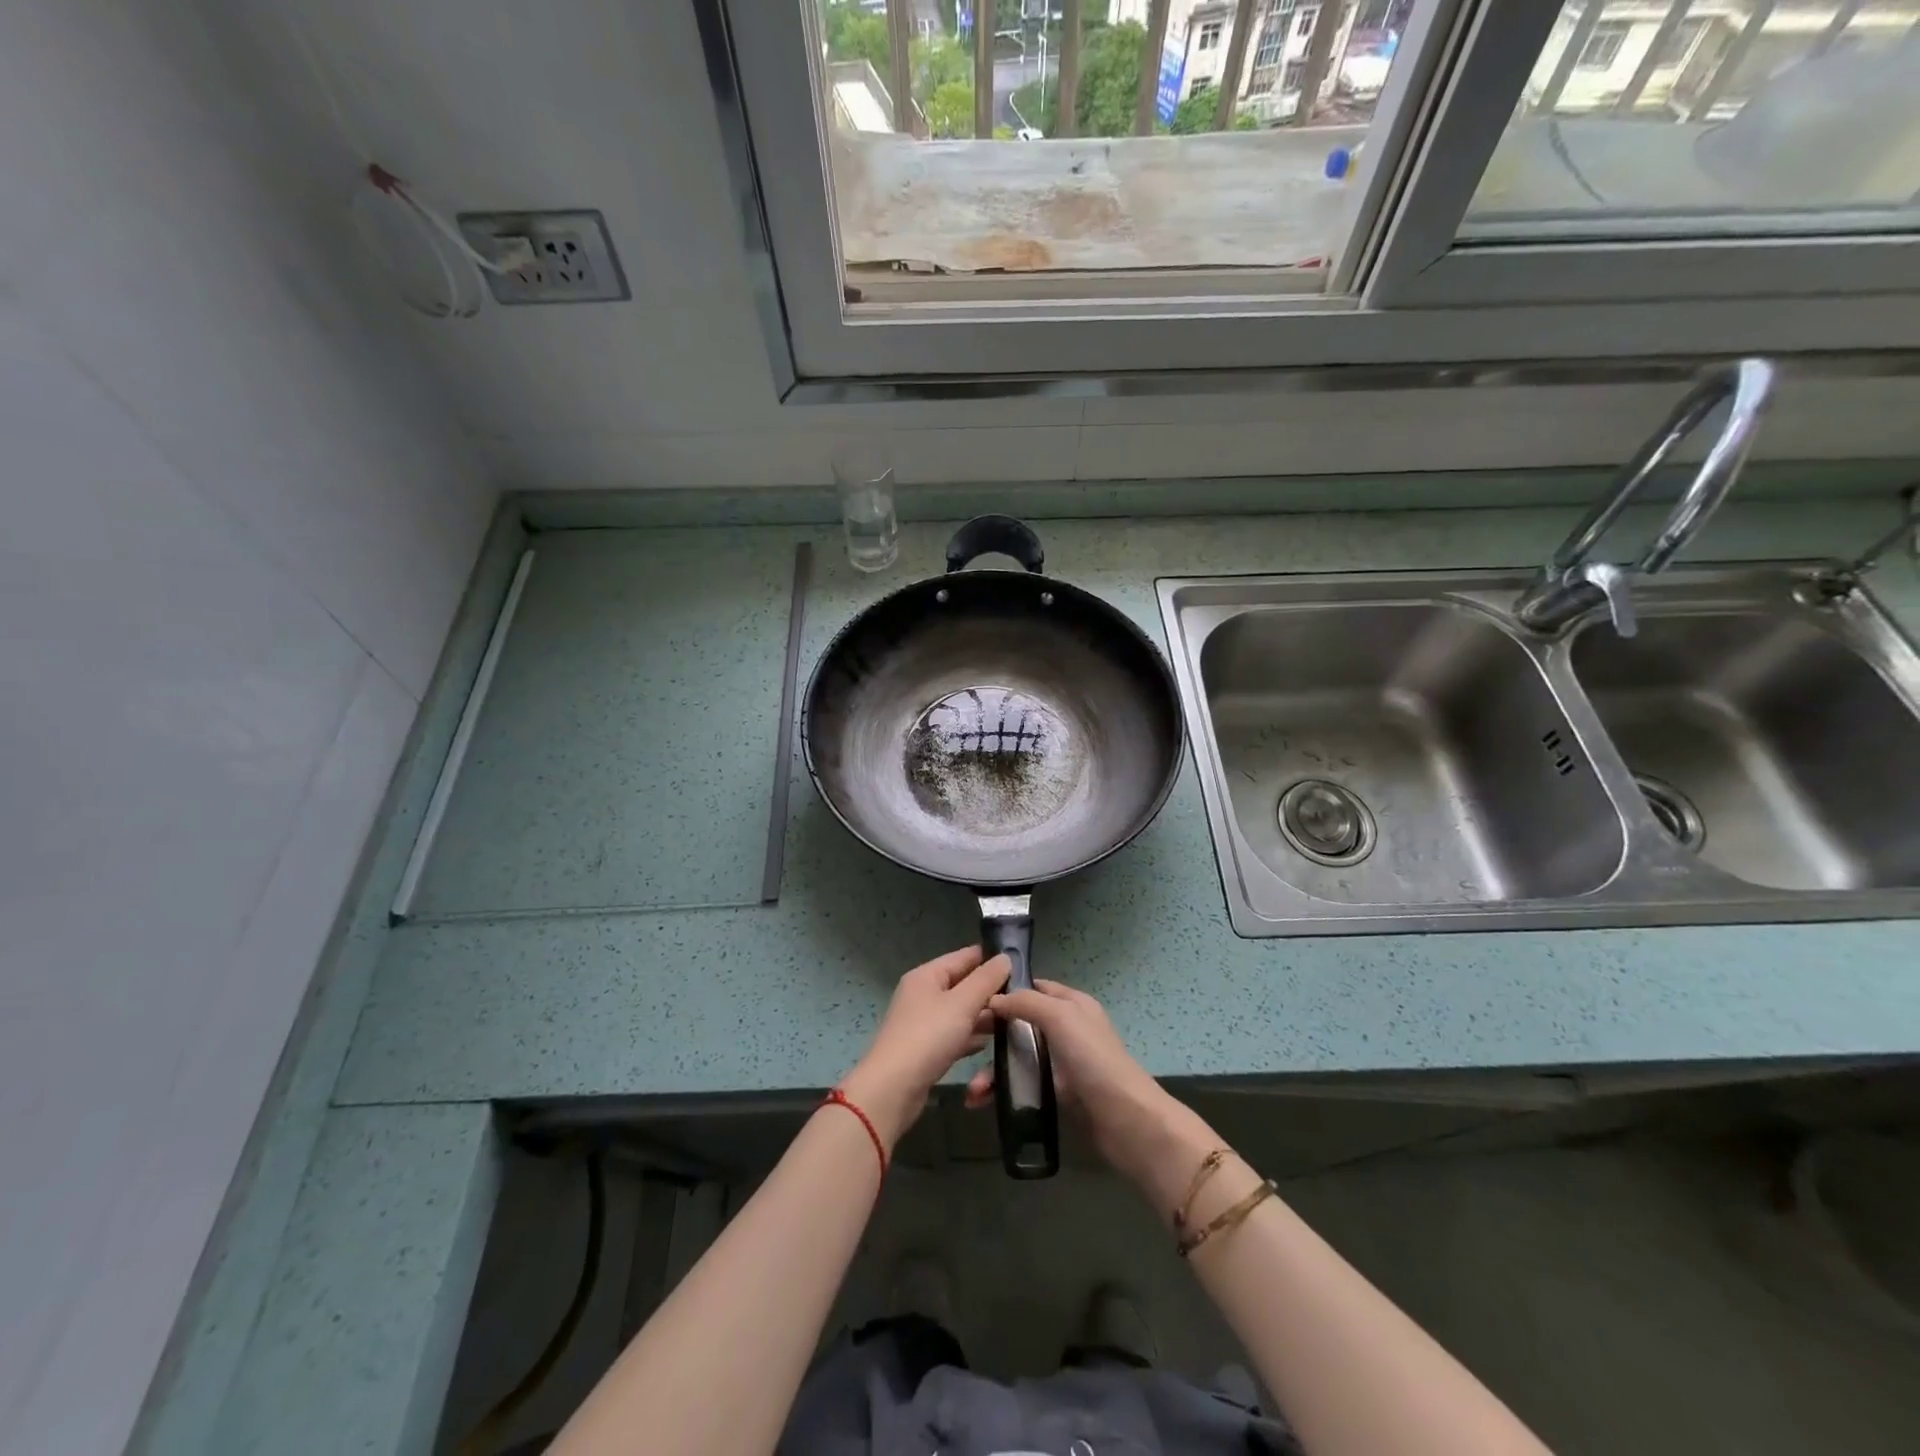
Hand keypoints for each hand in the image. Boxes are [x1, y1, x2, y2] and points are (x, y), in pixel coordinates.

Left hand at [840, 947, 1008, 1147]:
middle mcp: (923, 994)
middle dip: (991, 991)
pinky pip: (954, 1035)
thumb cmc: (928, 1037)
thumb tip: (1005, 957)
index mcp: (927, 975)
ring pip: (961, 1012)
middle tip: (1023, 998)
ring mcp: (923, 1022)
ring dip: (984, 1016)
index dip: (991, 958)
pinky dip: (971, 1037)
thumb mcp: (962, 1003)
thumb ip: (986, 979)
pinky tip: (990, 1045)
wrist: (893, 1089)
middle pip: (963, 985)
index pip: (965, 956)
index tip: (1022, 965)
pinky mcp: (926, 1048)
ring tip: (1015, 1020)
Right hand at [965, 980, 1214, 1209]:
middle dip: (993, 1037)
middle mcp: (1068, 1029)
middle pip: (1022, 1024)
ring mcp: (1064, 1063)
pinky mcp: (1060, 1094)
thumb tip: (994, 999)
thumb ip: (1027, 1003)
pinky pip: (1025, 1085)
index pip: (1035, 987)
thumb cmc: (1094, 1059)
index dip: (1007, 990)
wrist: (1126, 1121)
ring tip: (973, 1093)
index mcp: (1073, 1004)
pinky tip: (984, 1103)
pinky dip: (1005, 1092)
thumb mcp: (1061, 1017)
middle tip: (964, 1046)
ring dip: (994, 1071)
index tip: (974, 1000)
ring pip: (1020, 1058)